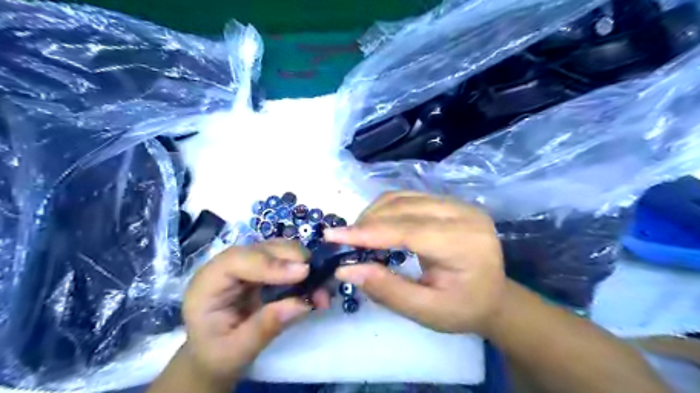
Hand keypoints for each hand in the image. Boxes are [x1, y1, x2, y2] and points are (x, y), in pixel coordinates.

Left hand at [181, 239, 331, 383]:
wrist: (214, 353)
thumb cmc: (216, 354)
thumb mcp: (236, 350)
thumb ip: (265, 326)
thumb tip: (303, 303)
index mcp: (208, 283)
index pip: (238, 260)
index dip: (271, 263)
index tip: (303, 272)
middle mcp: (227, 266)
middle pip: (262, 248)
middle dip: (293, 259)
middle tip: (319, 279)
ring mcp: (246, 264)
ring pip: (278, 249)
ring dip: (303, 263)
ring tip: (321, 287)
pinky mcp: (262, 268)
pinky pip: (286, 259)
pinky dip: (304, 269)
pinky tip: (317, 285)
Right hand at [325, 191, 506, 333]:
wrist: (494, 295)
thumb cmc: (462, 308)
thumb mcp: (426, 311)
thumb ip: (386, 289)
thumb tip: (345, 269)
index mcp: (464, 244)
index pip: (408, 230)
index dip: (368, 232)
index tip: (333, 236)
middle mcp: (463, 214)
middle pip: (403, 207)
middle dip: (367, 222)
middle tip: (343, 241)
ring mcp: (457, 203)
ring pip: (403, 197)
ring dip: (374, 212)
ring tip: (358, 234)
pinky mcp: (449, 201)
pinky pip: (409, 197)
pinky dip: (386, 209)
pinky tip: (376, 224)